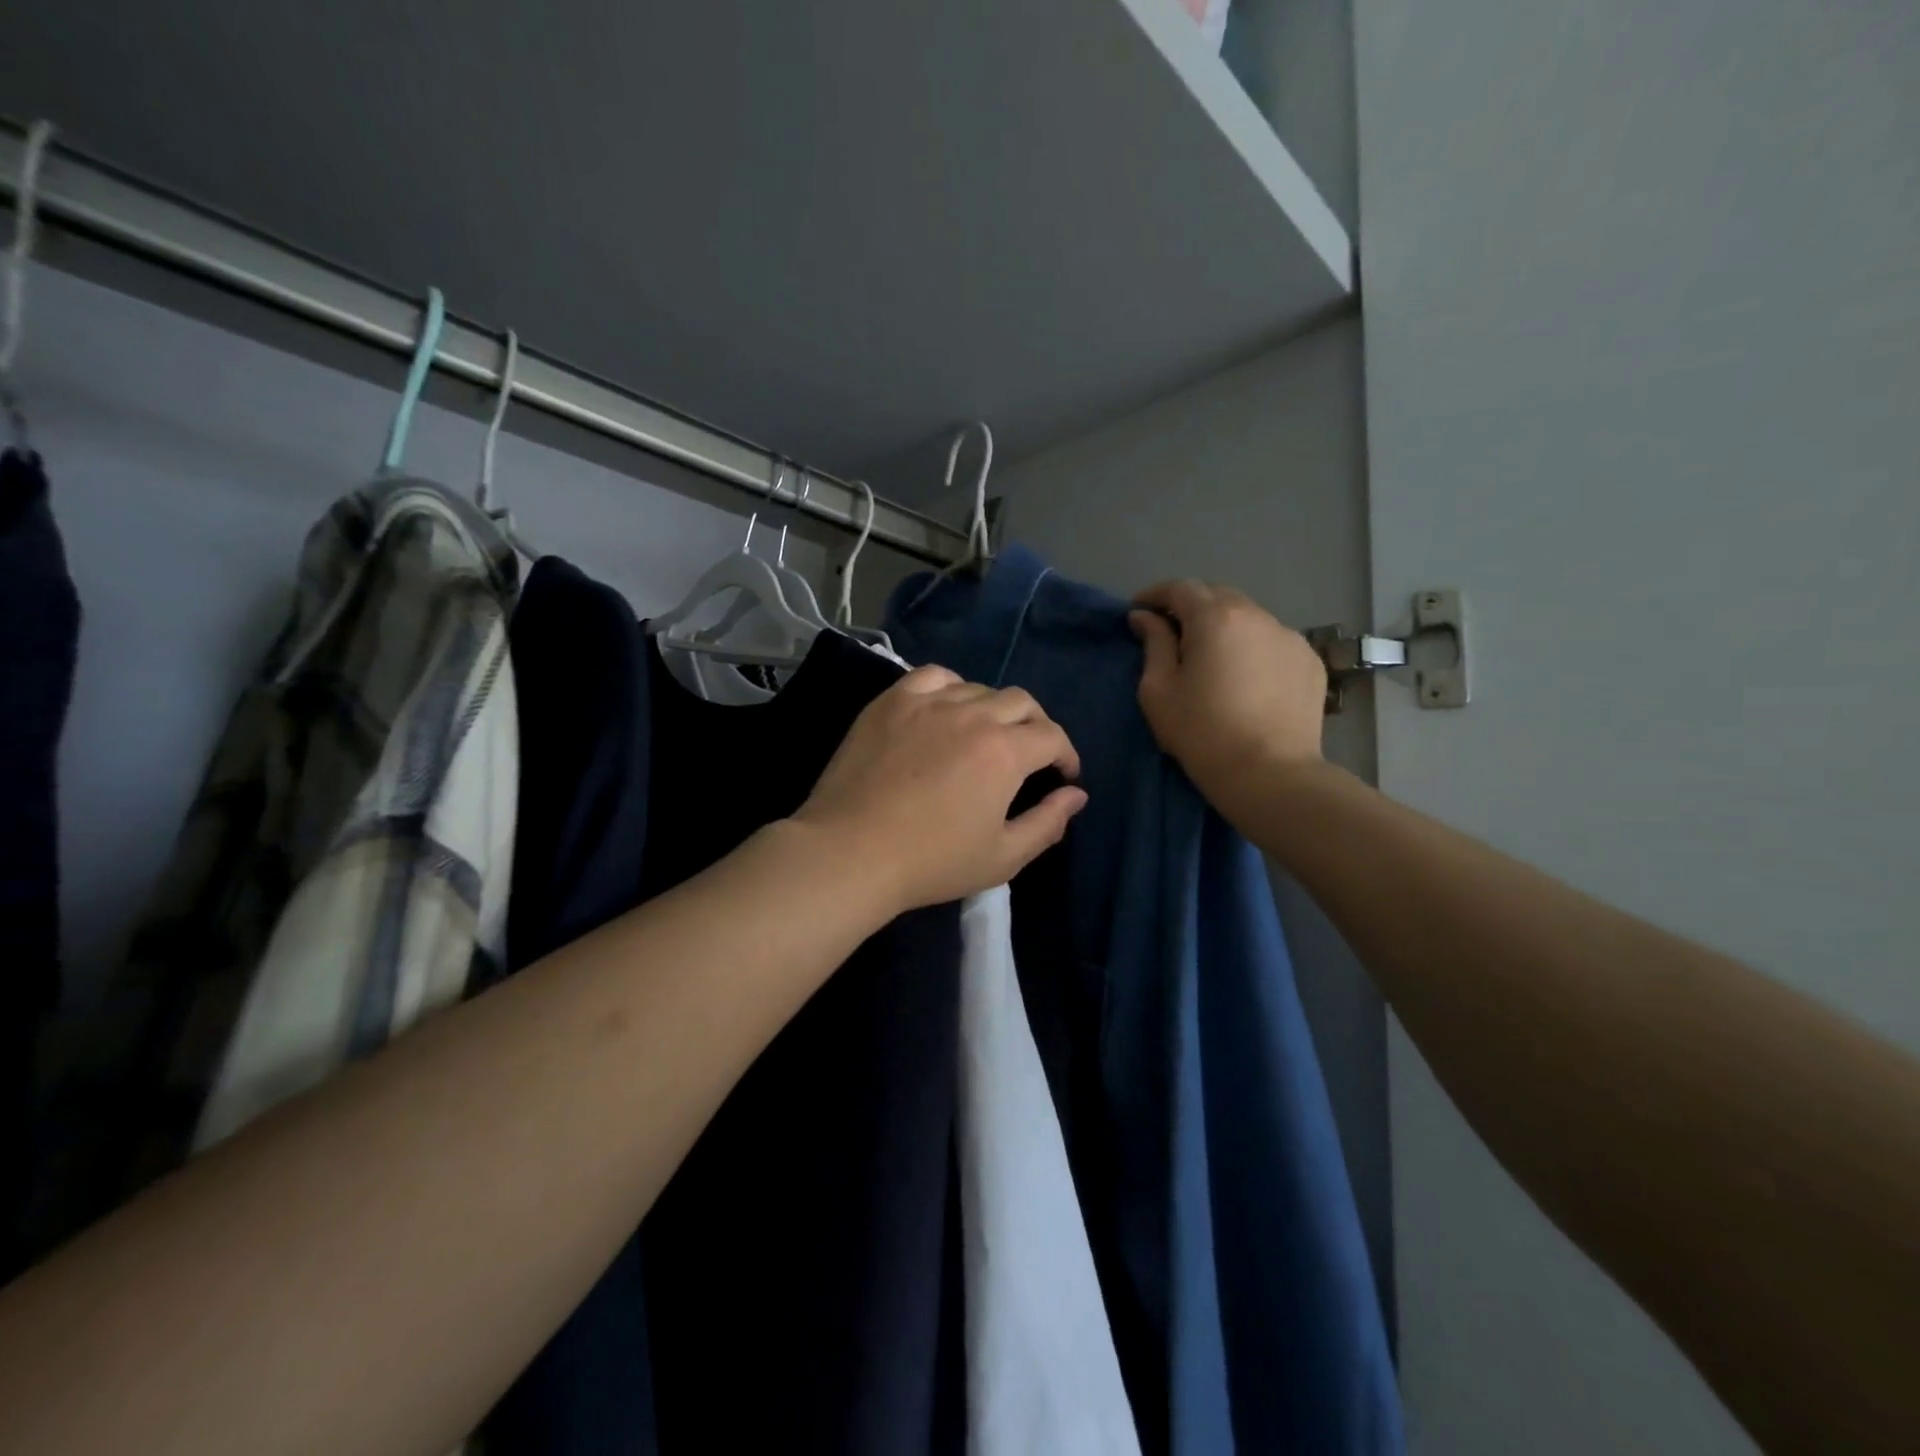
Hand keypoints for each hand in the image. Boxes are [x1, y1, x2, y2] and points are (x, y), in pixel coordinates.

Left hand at [794, 666, 1087, 912]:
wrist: (850, 852)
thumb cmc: (931, 862)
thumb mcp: (1002, 857)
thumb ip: (1047, 823)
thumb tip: (1076, 795)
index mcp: (1004, 751)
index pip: (1052, 736)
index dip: (1066, 755)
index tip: (1063, 775)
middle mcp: (971, 714)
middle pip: (1021, 702)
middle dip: (1037, 727)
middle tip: (1031, 755)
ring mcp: (927, 703)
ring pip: (978, 688)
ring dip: (995, 709)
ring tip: (987, 735)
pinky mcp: (891, 702)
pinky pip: (932, 677)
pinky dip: (951, 687)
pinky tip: (946, 708)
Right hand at [1128, 580, 1325, 801]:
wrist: (1270, 773)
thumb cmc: (1202, 732)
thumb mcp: (1159, 690)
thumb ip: (1153, 644)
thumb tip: (1145, 617)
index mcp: (1215, 618)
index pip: (1180, 588)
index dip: (1155, 595)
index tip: (1139, 610)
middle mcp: (1257, 615)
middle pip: (1217, 595)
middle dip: (1191, 606)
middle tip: (1172, 632)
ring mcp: (1289, 636)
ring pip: (1249, 617)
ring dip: (1224, 626)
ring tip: (1211, 655)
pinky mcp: (1309, 661)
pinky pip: (1272, 641)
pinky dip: (1252, 647)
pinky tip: (1245, 675)